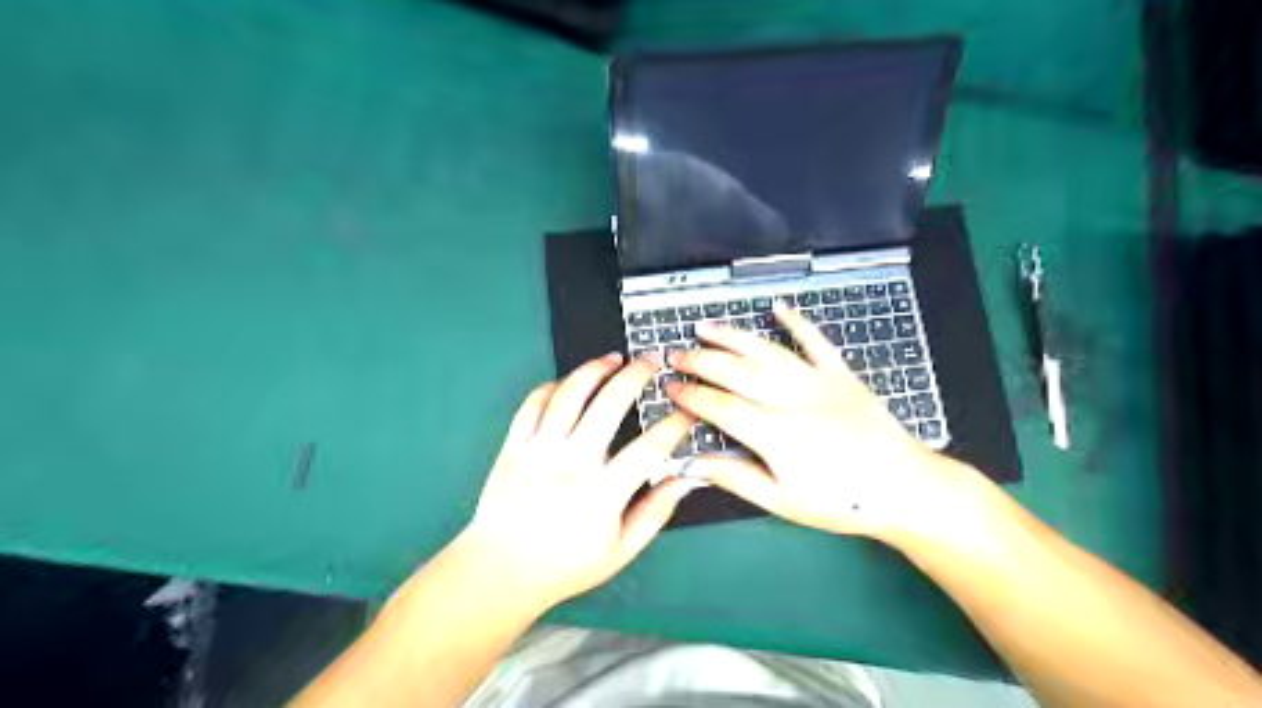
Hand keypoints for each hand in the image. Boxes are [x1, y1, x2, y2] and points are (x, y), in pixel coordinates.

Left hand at [459, 357, 698, 611]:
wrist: (499, 571)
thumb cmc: (564, 565)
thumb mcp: (620, 550)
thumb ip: (655, 512)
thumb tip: (686, 479)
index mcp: (601, 494)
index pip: (649, 448)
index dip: (675, 425)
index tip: (687, 411)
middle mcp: (570, 464)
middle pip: (609, 403)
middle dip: (637, 375)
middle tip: (652, 361)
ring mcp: (538, 450)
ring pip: (569, 393)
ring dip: (595, 369)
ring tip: (614, 358)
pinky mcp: (514, 445)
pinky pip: (534, 402)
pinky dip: (554, 385)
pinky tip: (570, 382)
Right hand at [669, 304, 955, 541]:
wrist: (904, 488)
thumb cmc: (842, 502)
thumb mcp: (783, 502)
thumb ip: (736, 478)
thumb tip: (695, 465)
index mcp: (776, 434)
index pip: (720, 406)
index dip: (690, 396)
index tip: (670, 388)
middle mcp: (793, 399)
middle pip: (735, 371)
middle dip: (700, 361)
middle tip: (676, 356)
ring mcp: (819, 381)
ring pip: (766, 350)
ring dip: (731, 336)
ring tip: (704, 327)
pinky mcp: (842, 374)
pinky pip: (816, 341)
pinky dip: (796, 322)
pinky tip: (777, 308)